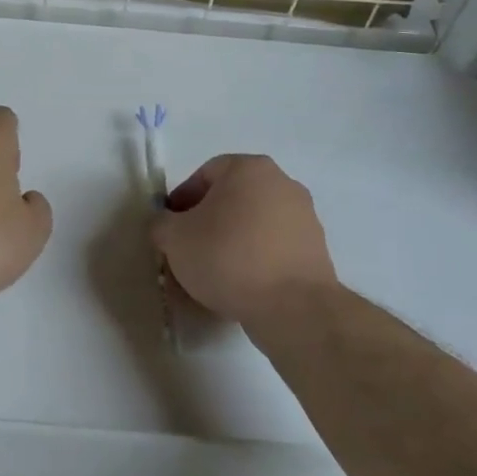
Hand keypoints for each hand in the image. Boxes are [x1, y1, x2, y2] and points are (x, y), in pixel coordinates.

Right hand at [151, 154, 342, 330]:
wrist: (292, 307)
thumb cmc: (227, 257)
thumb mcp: (174, 238)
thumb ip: (161, 224)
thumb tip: (165, 224)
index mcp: (248, 168)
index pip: (204, 175)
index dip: (181, 201)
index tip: (171, 229)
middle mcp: (281, 183)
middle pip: (231, 198)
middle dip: (207, 221)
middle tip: (188, 250)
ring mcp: (304, 216)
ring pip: (253, 223)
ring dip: (231, 241)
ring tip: (213, 273)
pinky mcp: (316, 249)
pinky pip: (273, 247)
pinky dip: (255, 259)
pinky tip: (240, 284)